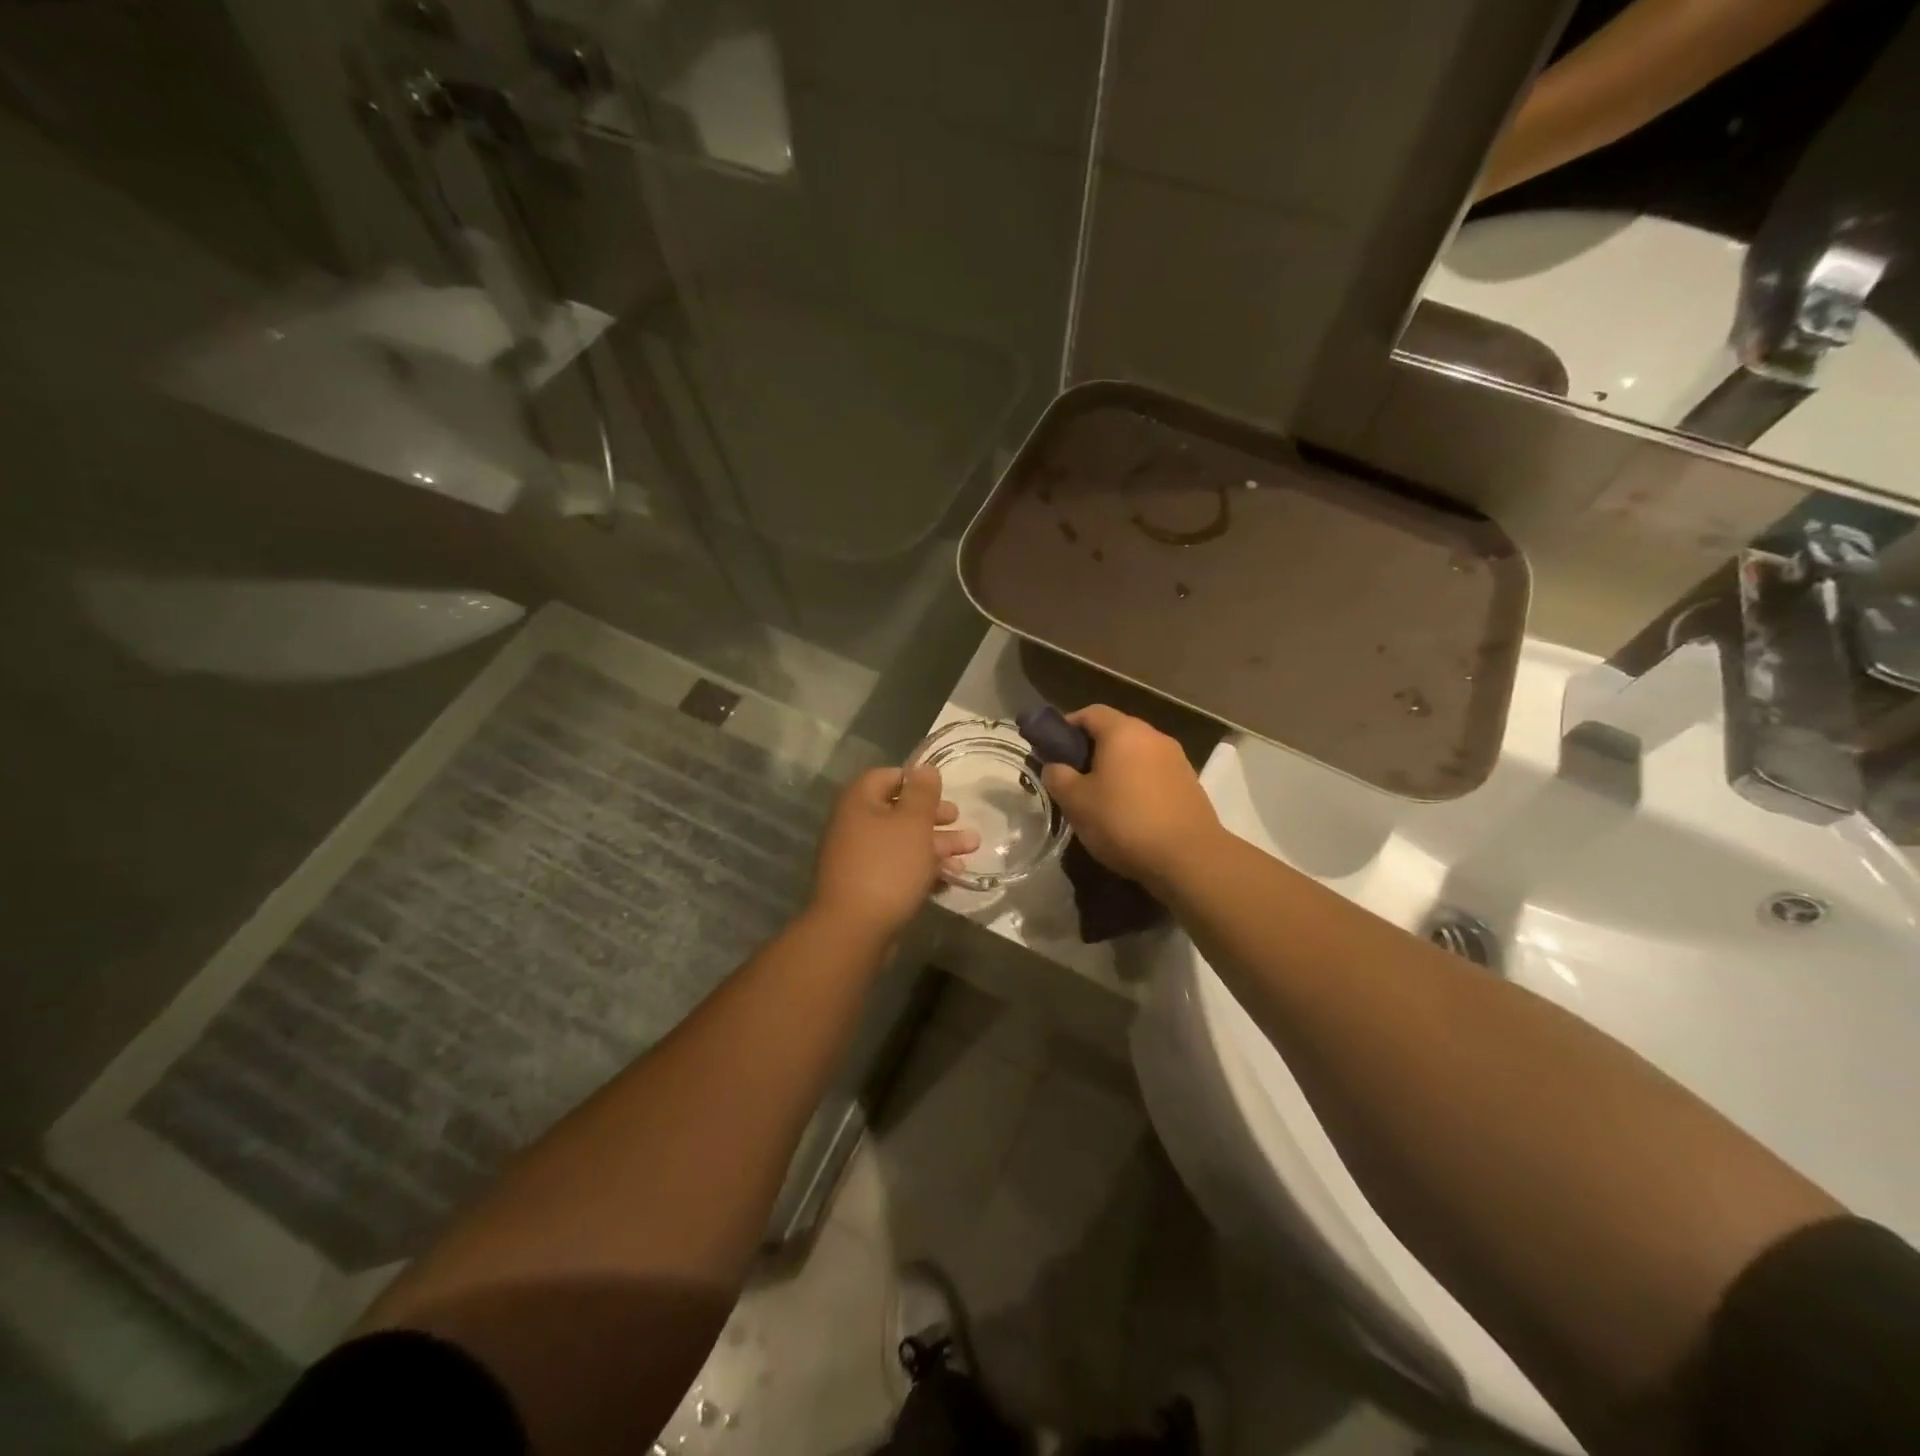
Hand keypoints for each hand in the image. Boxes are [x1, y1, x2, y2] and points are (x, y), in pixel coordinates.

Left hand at [811, 767, 978, 940]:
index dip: (915, 780)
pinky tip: (952, 876)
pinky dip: (923, 868)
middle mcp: (855, 826)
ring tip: (972, 849)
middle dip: (934, 816)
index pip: (887, 776)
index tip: (942, 790)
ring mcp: (859, 858)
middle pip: (898, 811)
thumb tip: (924, 769)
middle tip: (960, 819)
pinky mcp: (867, 886)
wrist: (854, 930)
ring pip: (903, 842)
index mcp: (860, 802)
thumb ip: (922, 794)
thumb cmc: (887, 866)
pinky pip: (899, 868)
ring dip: (937, 843)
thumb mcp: (913, 823)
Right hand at [1039, 706, 1221, 887]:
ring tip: (1099, 799)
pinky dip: (1136, 784)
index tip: (1052, 750)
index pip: (1090, 712)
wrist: (1189, 858)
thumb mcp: (1076, 802)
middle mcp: (1153, 736)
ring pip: (1135, 754)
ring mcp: (1176, 759)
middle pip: (1115, 732)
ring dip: (1115, 769)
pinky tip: (1128, 813)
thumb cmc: (1124, 822)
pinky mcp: (1189, 784)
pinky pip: (1153, 774)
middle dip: (1090, 750)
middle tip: (1072, 778)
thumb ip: (1058, 777)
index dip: (1066, 727)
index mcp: (1123, 732)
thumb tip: (1055, 767)